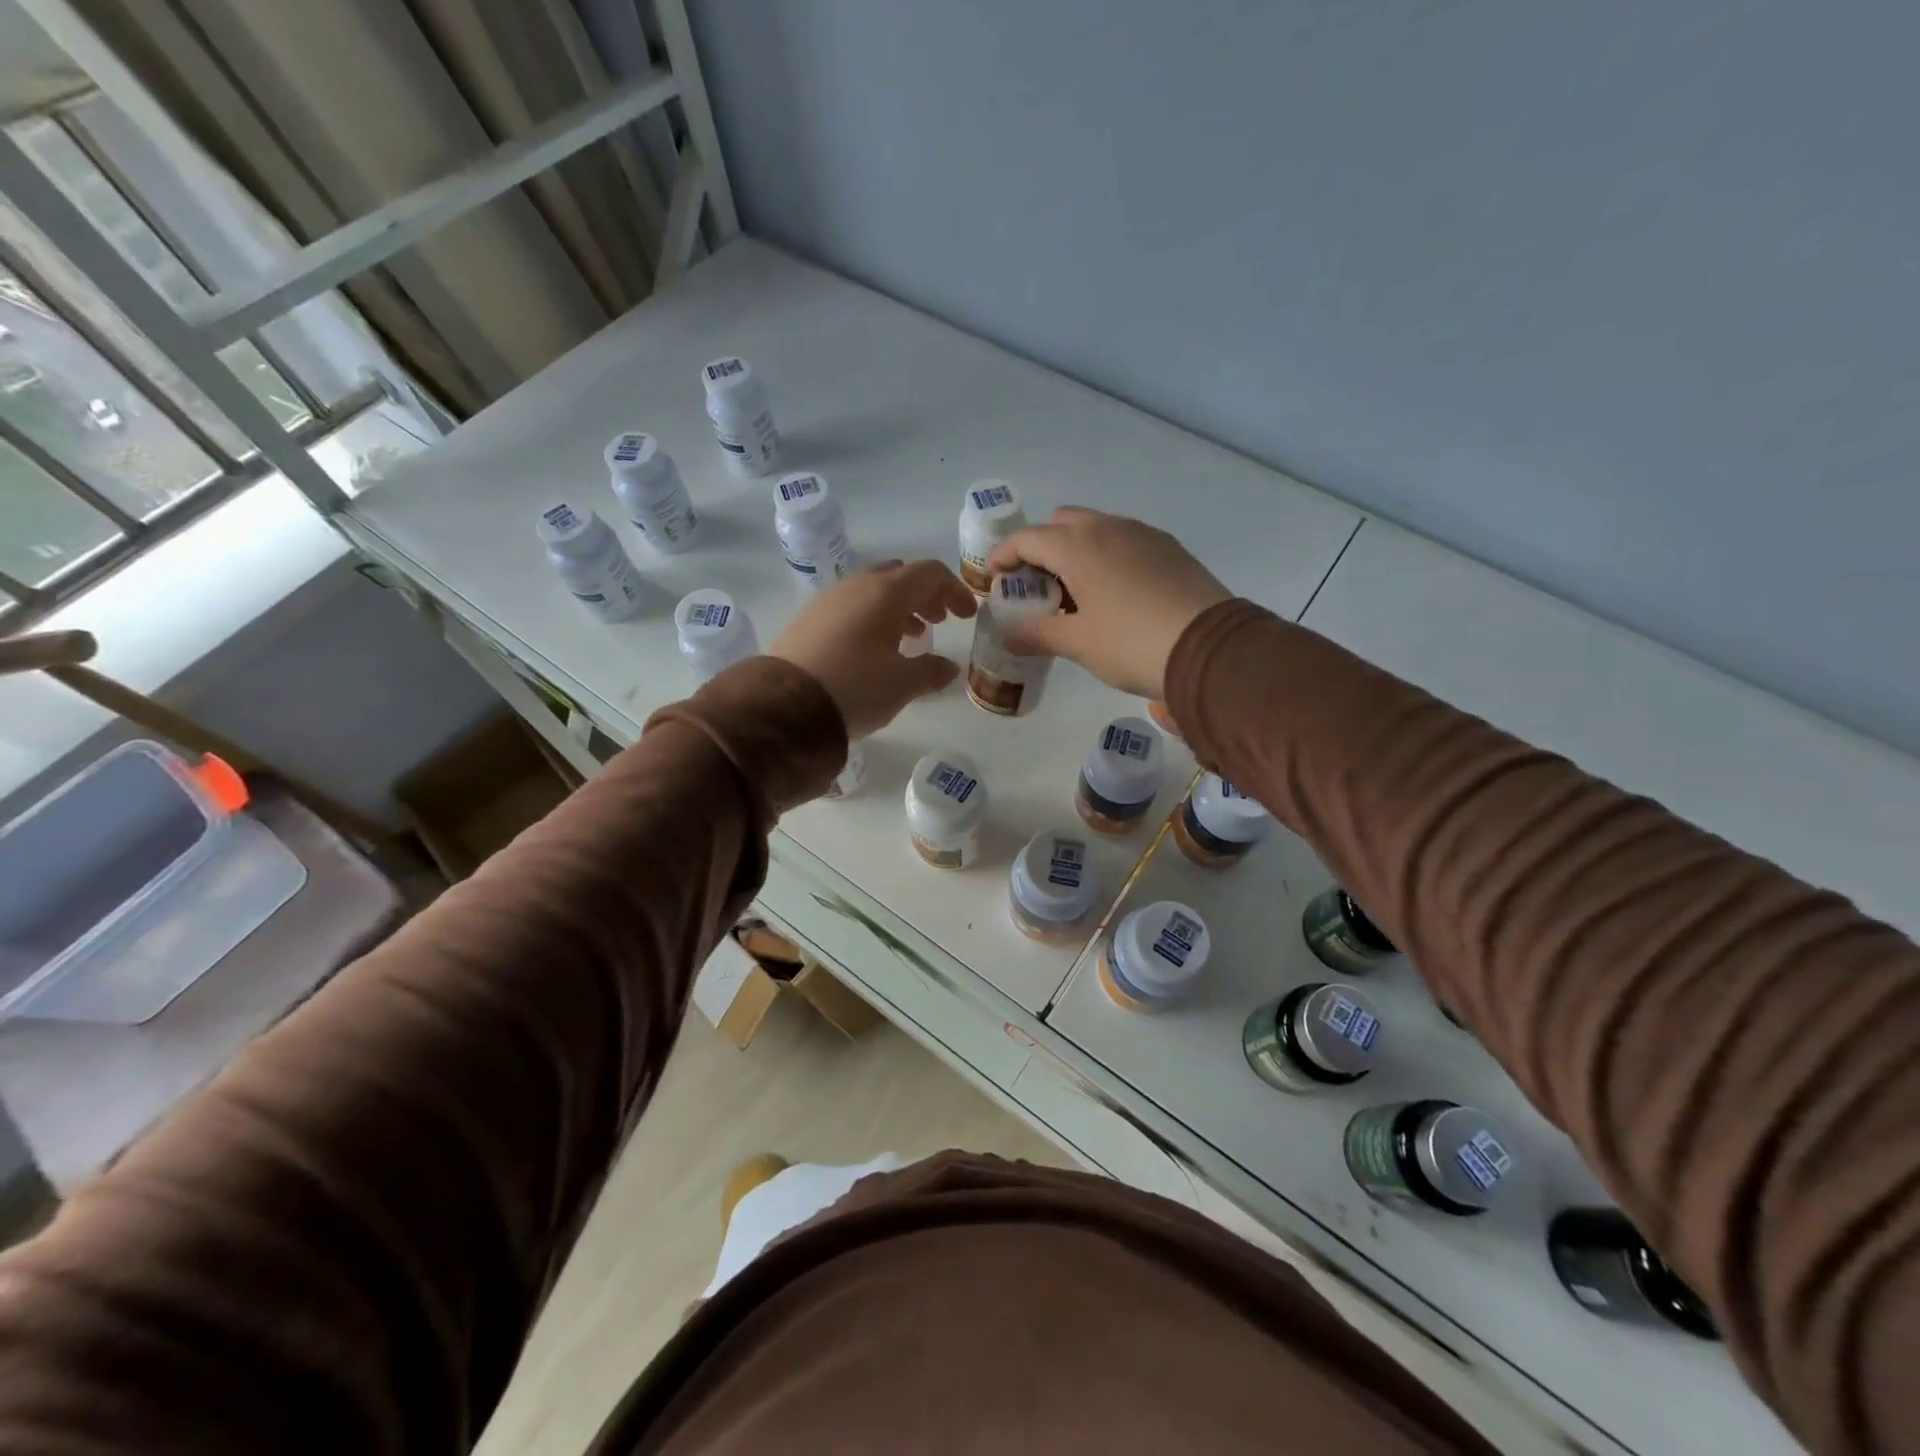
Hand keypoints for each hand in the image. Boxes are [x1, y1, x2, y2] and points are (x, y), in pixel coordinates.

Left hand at [771, 560, 976, 736]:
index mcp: (886, 593)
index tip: (967, 616)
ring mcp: (829, 599)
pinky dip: (873, 616)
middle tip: (939, 621)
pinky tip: (874, 648)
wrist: (785, 705)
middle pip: (901, 576)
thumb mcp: (902, 684)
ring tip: (911, 637)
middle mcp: (858, 585)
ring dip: (899, 607)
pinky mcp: (810, 618)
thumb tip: (948, 668)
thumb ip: (931, 671)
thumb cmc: (856, 687)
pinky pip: (852, 605)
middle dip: (925, 595)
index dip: (954, 590)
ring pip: (874, 590)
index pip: (930, 573)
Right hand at [986, 507, 1230, 697]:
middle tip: (1037, 585)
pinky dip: (1107, 555)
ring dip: (1076, 550)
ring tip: (1075, 592)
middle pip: (1061, 523)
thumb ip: (1038, 633)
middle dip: (1042, 547)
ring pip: (1096, 528)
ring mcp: (1143, 534)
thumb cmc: (1130, 643)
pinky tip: (1113, 592)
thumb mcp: (1078, 643)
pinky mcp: (1170, 548)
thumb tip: (1010, 635)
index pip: (1027, 538)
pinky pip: (1125, 540)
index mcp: (1077, 546)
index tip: (994, 577)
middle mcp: (1108, 528)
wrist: (1210, 649)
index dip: (1004, 556)